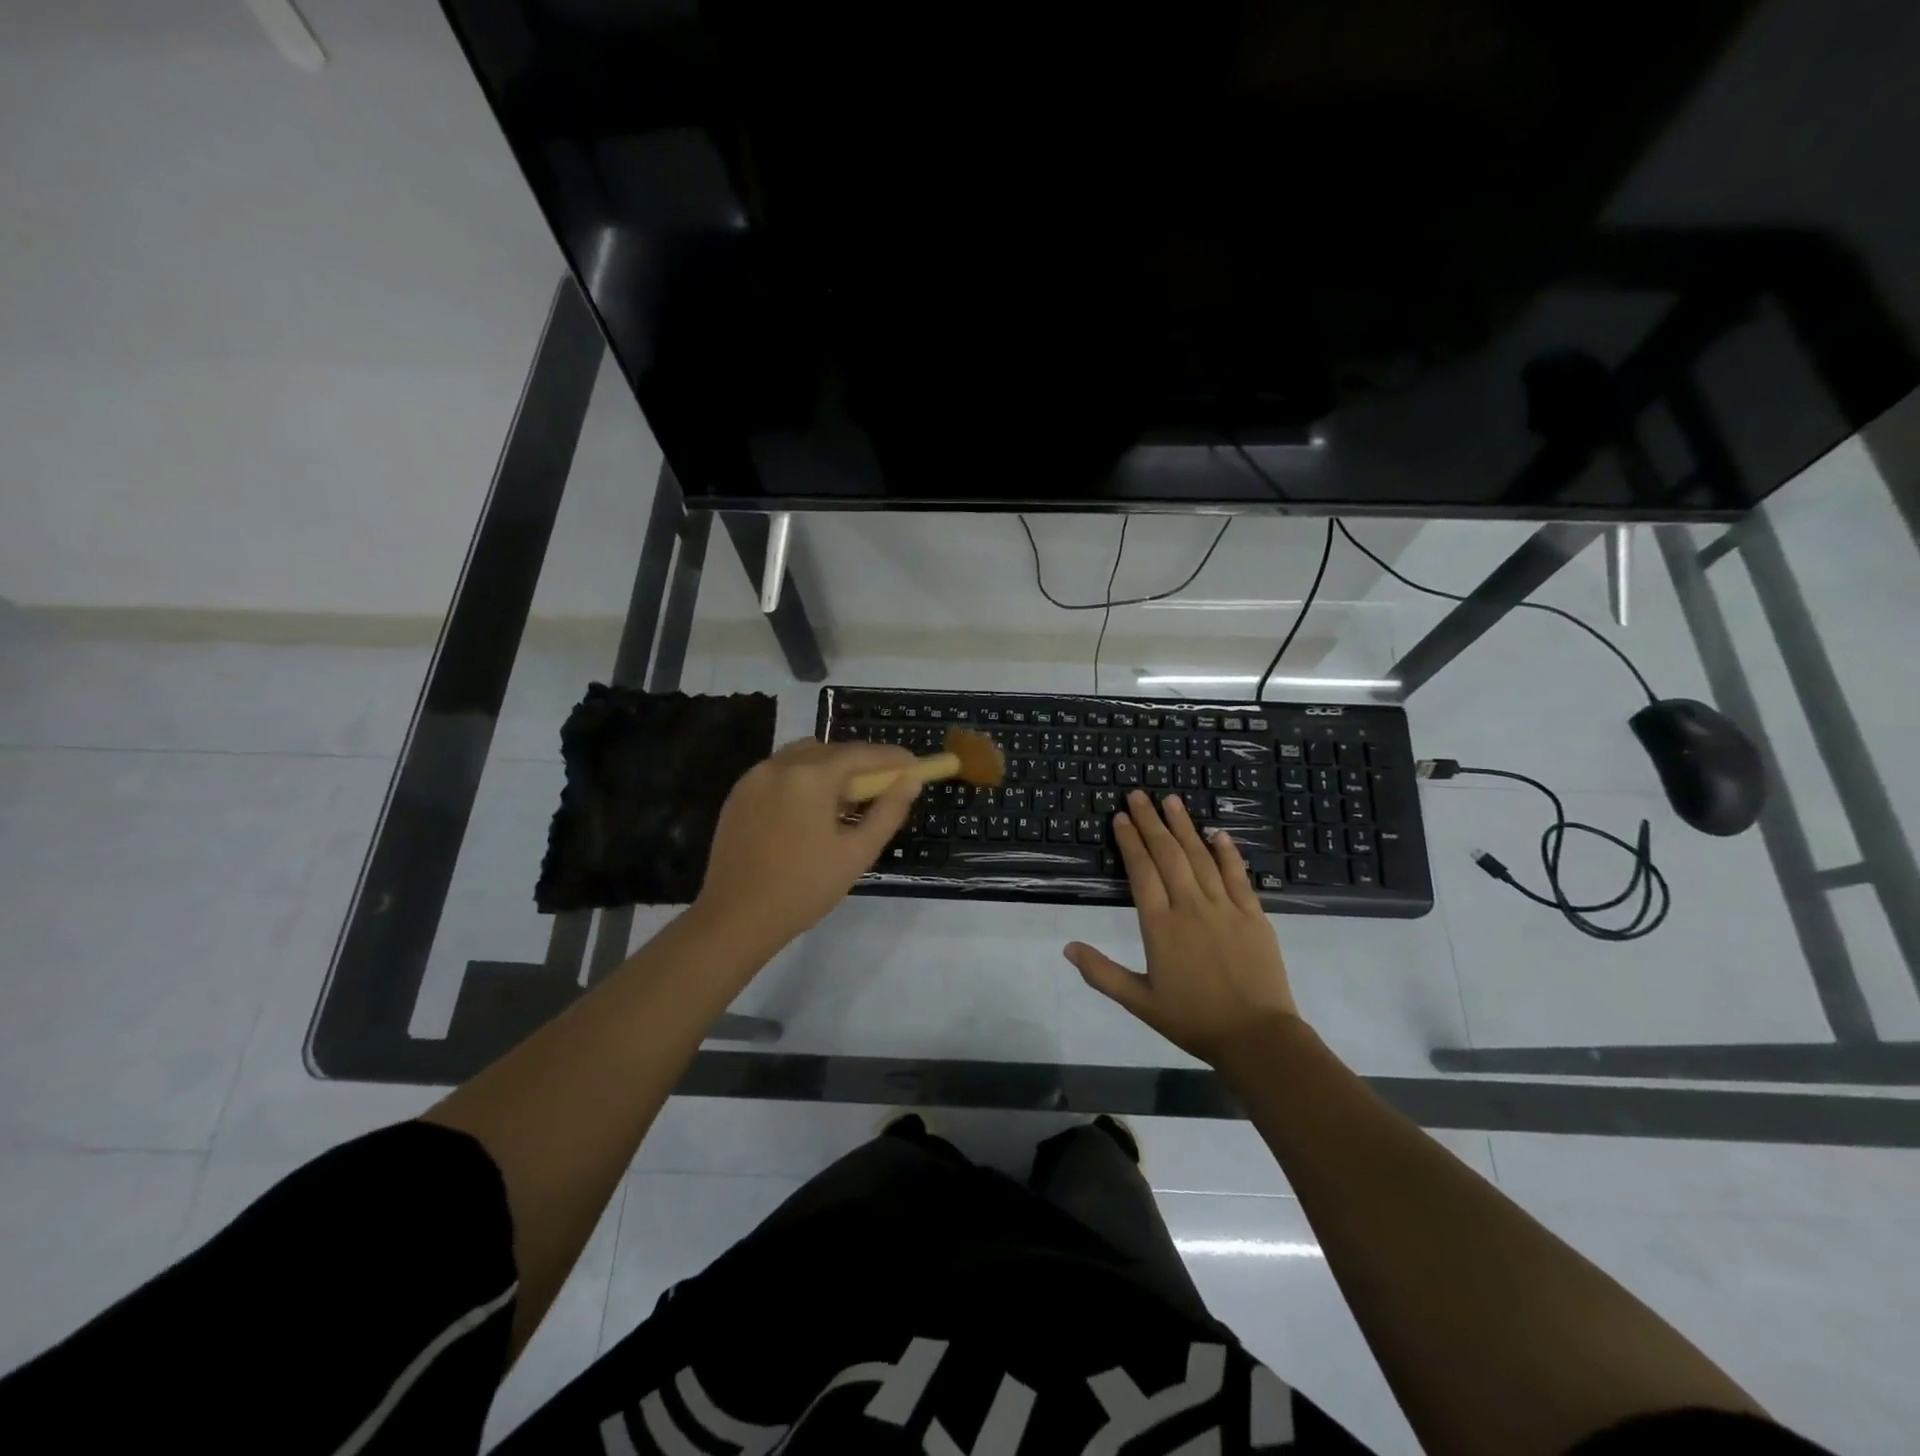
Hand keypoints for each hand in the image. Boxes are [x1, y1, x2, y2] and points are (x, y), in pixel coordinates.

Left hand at [695, 737, 920, 952]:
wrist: (735, 918)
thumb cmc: (804, 888)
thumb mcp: (857, 853)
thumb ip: (888, 811)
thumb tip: (910, 781)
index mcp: (811, 776)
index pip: (861, 754)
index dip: (892, 758)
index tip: (914, 765)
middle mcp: (780, 764)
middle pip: (832, 751)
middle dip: (860, 764)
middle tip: (882, 788)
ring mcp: (754, 777)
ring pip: (803, 756)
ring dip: (830, 768)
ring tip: (844, 802)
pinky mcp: (738, 794)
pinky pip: (779, 772)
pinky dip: (802, 779)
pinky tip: (810, 811)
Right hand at [1064, 789, 1299, 1067]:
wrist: (1256, 1038)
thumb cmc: (1193, 1020)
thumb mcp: (1139, 1001)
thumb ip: (1102, 973)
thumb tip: (1067, 948)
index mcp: (1160, 926)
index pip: (1141, 872)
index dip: (1130, 842)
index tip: (1121, 817)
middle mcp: (1191, 907)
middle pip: (1168, 854)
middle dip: (1151, 822)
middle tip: (1139, 794)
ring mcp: (1225, 907)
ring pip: (1200, 857)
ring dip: (1184, 826)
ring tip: (1172, 800)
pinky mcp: (1253, 915)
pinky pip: (1237, 876)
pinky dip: (1227, 852)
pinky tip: (1218, 833)